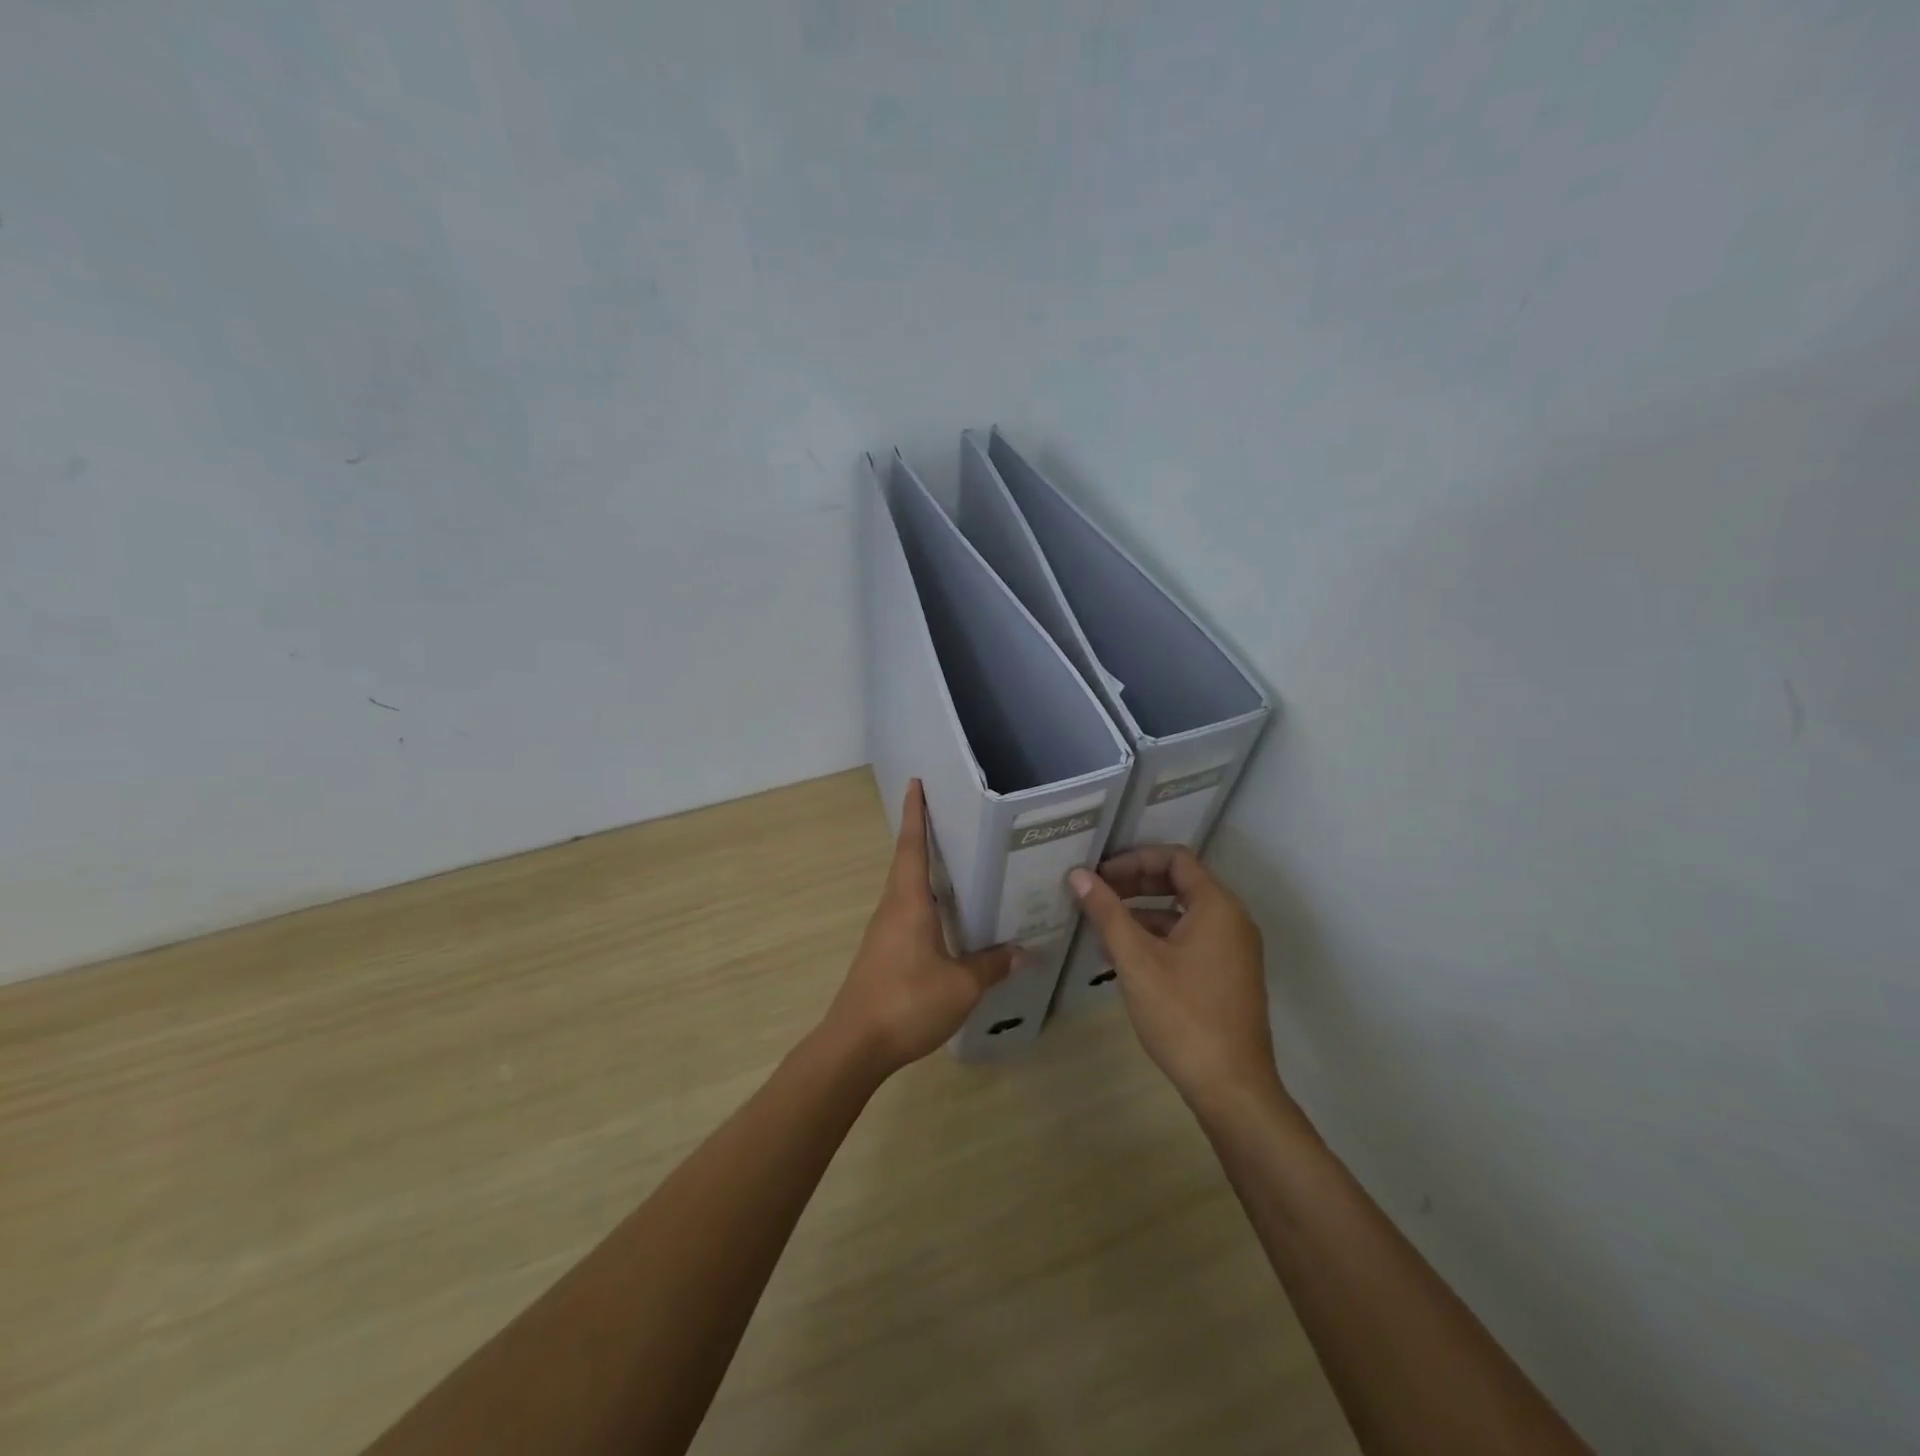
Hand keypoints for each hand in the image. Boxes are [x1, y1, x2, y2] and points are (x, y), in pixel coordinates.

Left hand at [824, 780, 1015, 1076]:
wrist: (855, 1045)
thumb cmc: (907, 1002)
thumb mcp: (961, 986)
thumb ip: (990, 966)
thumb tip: (1022, 951)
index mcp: (908, 902)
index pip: (912, 846)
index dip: (915, 814)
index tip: (915, 783)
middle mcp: (892, 908)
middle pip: (906, 862)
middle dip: (923, 836)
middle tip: (950, 817)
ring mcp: (884, 932)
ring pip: (906, 890)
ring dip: (924, 870)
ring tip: (956, 863)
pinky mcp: (882, 953)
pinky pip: (907, 914)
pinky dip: (925, 902)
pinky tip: (946, 918)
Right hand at [1069, 846, 1280, 1112]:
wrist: (1232, 1087)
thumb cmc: (1182, 1014)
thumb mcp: (1136, 959)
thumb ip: (1107, 912)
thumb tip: (1078, 875)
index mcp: (1217, 906)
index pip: (1175, 858)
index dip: (1134, 859)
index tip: (1100, 874)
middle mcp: (1232, 919)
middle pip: (1180, 882)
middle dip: (1136, 883)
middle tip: (1097, 894)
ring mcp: (1234, 950)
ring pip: (1183, 913)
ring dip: (1143, 912)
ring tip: (1102, 927)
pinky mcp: (1230, 976)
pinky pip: (1191, 939)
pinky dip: (1159, 937)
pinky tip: (1126, 958)